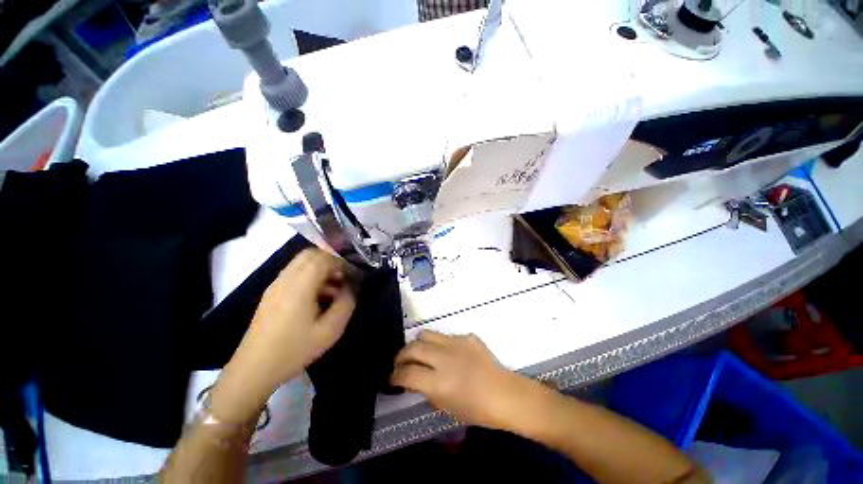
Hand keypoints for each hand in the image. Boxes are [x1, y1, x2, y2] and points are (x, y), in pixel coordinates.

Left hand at [210, 249, 355, 422]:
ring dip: (320, 269)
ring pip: (302, 263)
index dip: (341, 262)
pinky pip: (294, 274)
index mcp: (299, 285)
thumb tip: (350, 287)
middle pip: (310, 255)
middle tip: (343, 278)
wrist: (254, 369)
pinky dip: (310, 277)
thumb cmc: (295, 349)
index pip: (322, 257)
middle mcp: (285, 279)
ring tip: (333, 290)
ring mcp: (275, 285)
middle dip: (331, 262)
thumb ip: (346, 303)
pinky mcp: (271, 294)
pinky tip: (317, 298)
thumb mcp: (330, 330)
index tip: (352, 275)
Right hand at [390, 331, 537, 431]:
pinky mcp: (466, 336)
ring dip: (418, 345)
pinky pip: (445, 336)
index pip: (407, 372)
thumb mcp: (445, 406)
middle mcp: (445, 358)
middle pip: (412, 348)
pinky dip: (439, 345)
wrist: (505, 394)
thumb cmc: (476, 410)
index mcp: (439, 382)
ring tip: (420, 354)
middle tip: (401, 363)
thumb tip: (413, 378)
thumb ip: (426, 389)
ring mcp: (456, 343)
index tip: (392, 378)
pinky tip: (447, 355)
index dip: (395, 376)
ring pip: (425, 334)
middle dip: (401, 356)